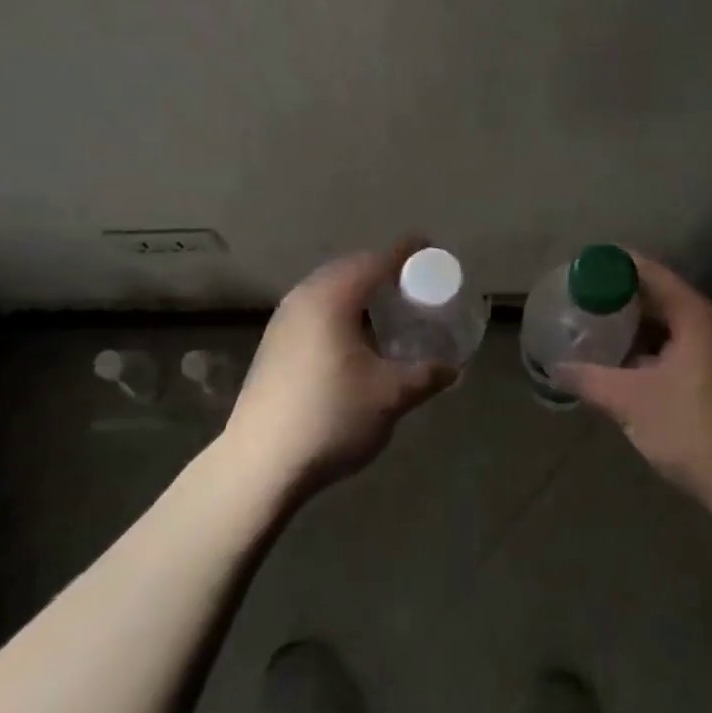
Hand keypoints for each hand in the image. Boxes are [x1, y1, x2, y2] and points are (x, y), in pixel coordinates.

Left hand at [221, 244, 453, 496]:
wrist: (259, 463)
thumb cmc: (330, 417)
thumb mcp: (390, 396)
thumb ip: (426, 375)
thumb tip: (452, 368)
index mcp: (332, 297)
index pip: (377, 260)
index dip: (407, 253)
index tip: (431, 249)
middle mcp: (303, 297)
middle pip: (351, 269)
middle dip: (384, 271)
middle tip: (414, 286)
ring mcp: (283, 320)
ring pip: (329, 289)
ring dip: (360, 292)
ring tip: (387, 312)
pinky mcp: (274, 343)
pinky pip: (316, 309)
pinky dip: (341, 310)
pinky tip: (354, 339)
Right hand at [558, 252, 711, 521]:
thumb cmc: (694, 432)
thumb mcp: (631, 403)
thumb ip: (589, 379)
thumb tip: (555, 369)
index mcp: (698, 315)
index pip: (649, 272)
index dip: (612, 266)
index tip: (579, 271)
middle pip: (662, 296)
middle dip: (622, 300)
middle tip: (583, 304)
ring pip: (675, 324)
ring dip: (639, 328)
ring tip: (600, 333)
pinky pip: (687, 346)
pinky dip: (657, 349)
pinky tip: (631, 366)